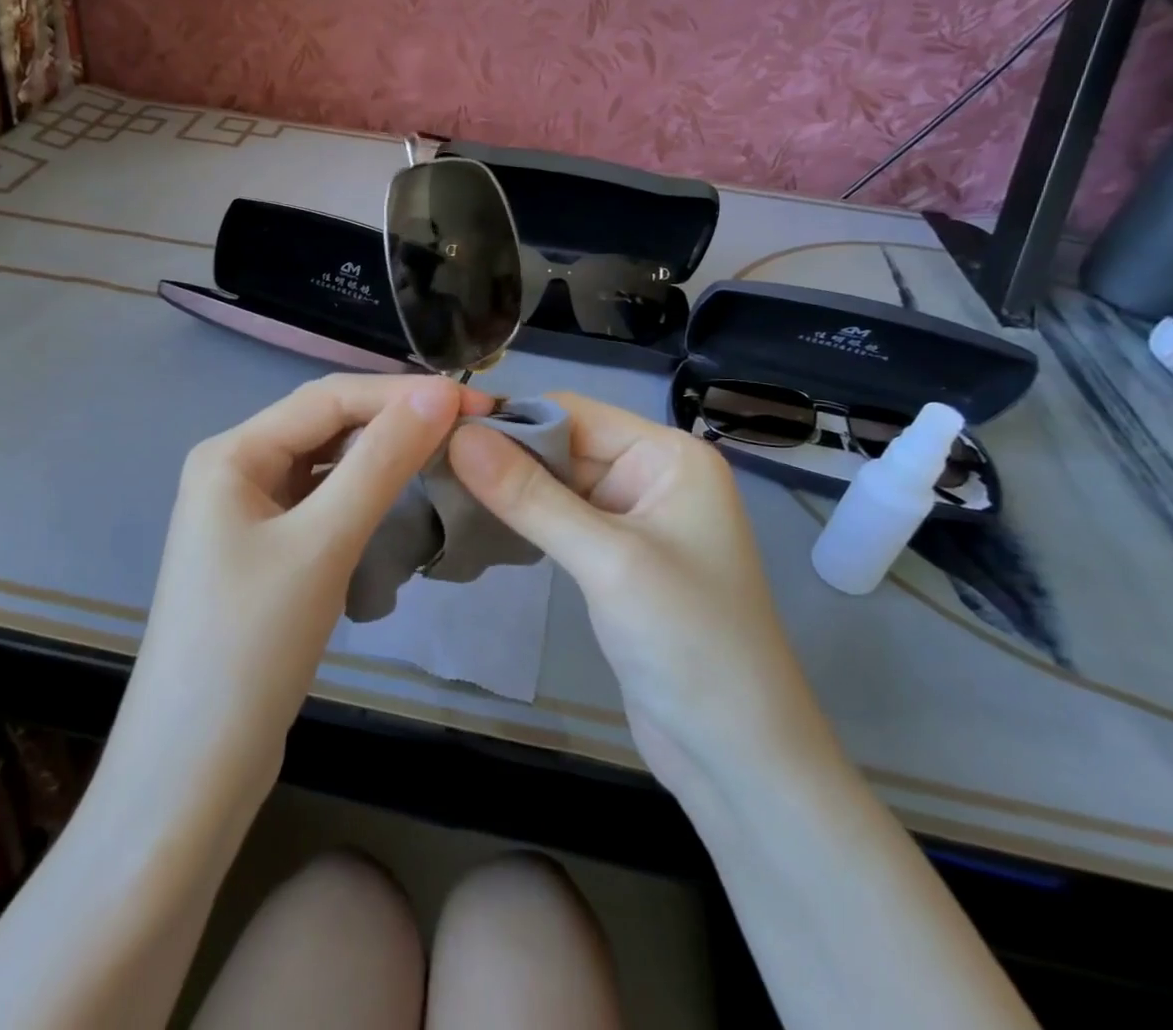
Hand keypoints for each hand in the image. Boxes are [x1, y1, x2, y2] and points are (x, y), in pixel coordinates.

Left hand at [119, 373, 490, 792]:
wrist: (193, 771)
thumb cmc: (251, 645)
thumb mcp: (323, 543)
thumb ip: (381, 461)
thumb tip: (439, 393)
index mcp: (232, 453)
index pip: (328, 397)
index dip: (402, 393)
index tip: (474, 402)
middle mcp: (235, 471)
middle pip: (326, 426)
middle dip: (394, 420)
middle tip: (469, 427)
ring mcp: (249, 515)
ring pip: (327, 466)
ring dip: (382, 458)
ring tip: (446, 454)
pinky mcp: (266, 554)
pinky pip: (323, 504)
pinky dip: (364, 497)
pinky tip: (401, 501)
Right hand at [449, 393, 817, 804]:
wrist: (741, 758)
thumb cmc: (689, 642)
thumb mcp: (606, 561)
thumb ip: (530, 496)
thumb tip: (459, 437)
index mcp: (669, 457)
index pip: (575, 413)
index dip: (511, 419)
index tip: (441, 430)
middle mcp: (654, 476)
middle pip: (564, 446)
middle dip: (504, 455)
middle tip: (430, 462)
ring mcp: (636, 520)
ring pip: (558, 484)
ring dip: (509, 488)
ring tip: (442, 487)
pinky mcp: (618, 560)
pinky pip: (563, 521)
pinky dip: (525, 520)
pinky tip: (480, 521)